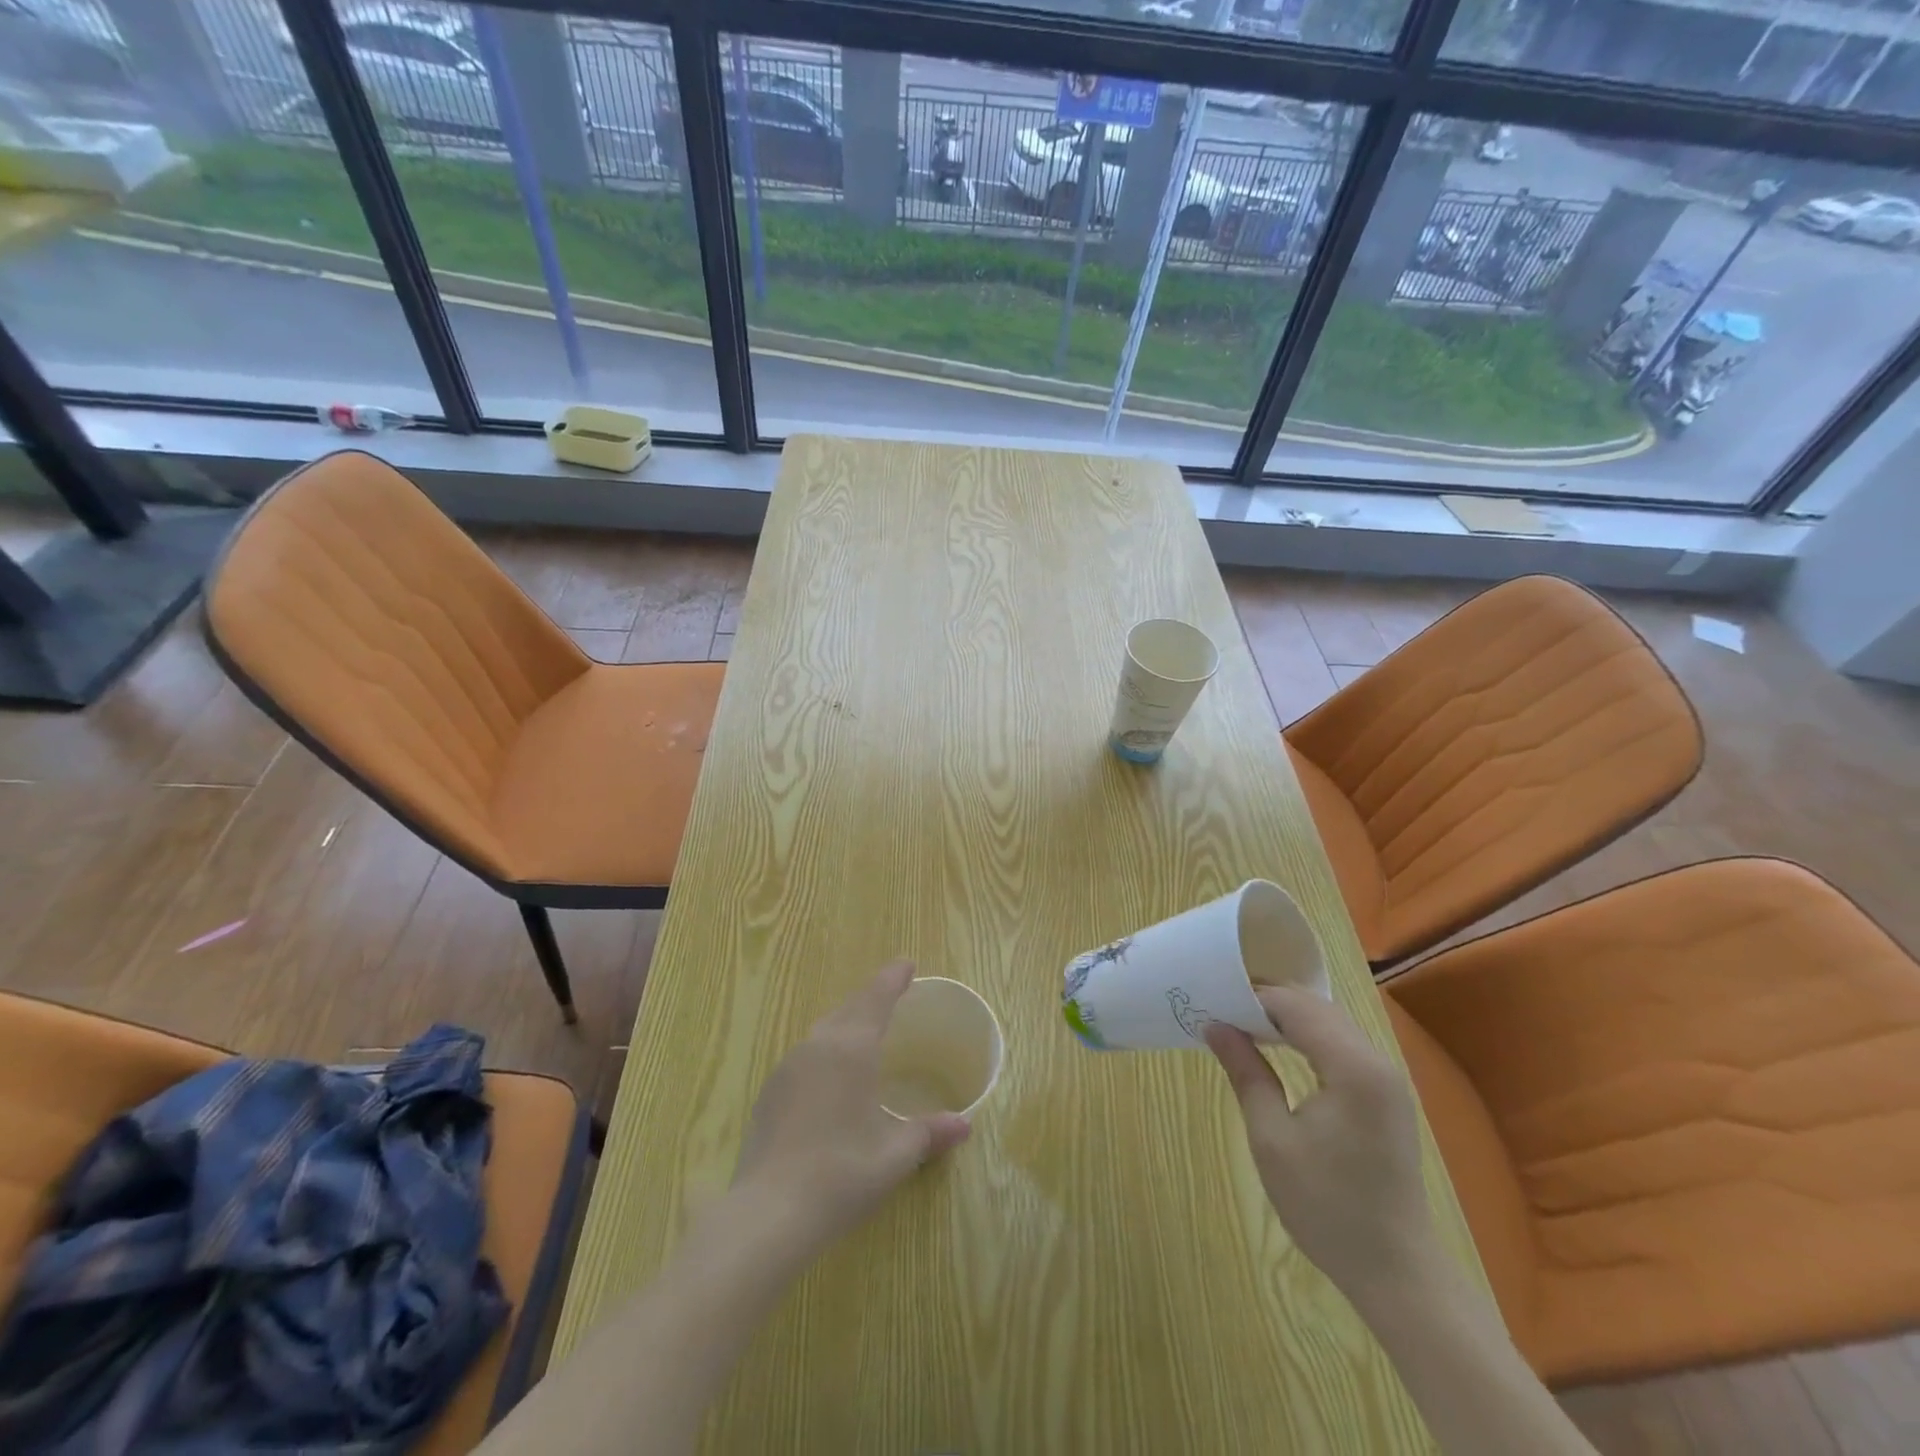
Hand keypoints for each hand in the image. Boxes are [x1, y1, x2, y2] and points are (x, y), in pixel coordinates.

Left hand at [732, 960, 970, 1260]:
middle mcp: (818, 1045)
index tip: (906, 963)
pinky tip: (830, 1078)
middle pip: (849, 1008)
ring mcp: (788, 1067)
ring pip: (823, 1030)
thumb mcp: (894, 1155)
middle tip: (892, 994)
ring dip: (846, 1023)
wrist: (767, 1214)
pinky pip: (805, 1055)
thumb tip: (964, 1125)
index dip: (893, 978)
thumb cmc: (841, 1175)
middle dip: (871, 998)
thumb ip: (929, 1133)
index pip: (877, 998)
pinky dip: (825, 1051)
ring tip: (863, 1033)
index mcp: (851, 1049)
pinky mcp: (770, 1091)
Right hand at [1205, 985, 1434, 1303]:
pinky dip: (1307, 1037)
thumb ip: (1246, 1073)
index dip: (1252, 998)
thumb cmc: (1327, 1207)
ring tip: (1242, 1027)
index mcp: (1352, 1068)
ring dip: (1287, 1018)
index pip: (1295, 1006)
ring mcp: (1386, 1079)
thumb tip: (1215, 1026)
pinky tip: (1278, 1051)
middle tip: (1221, 1012)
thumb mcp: (1272, 1138)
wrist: (1396, 1273)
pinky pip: (1342, 1045)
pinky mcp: (1386, 1095)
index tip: (1211, 1001)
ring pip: (1330, 1023)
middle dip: (1268, 1003)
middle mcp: (1376, 1062)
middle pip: (1316, 1007)